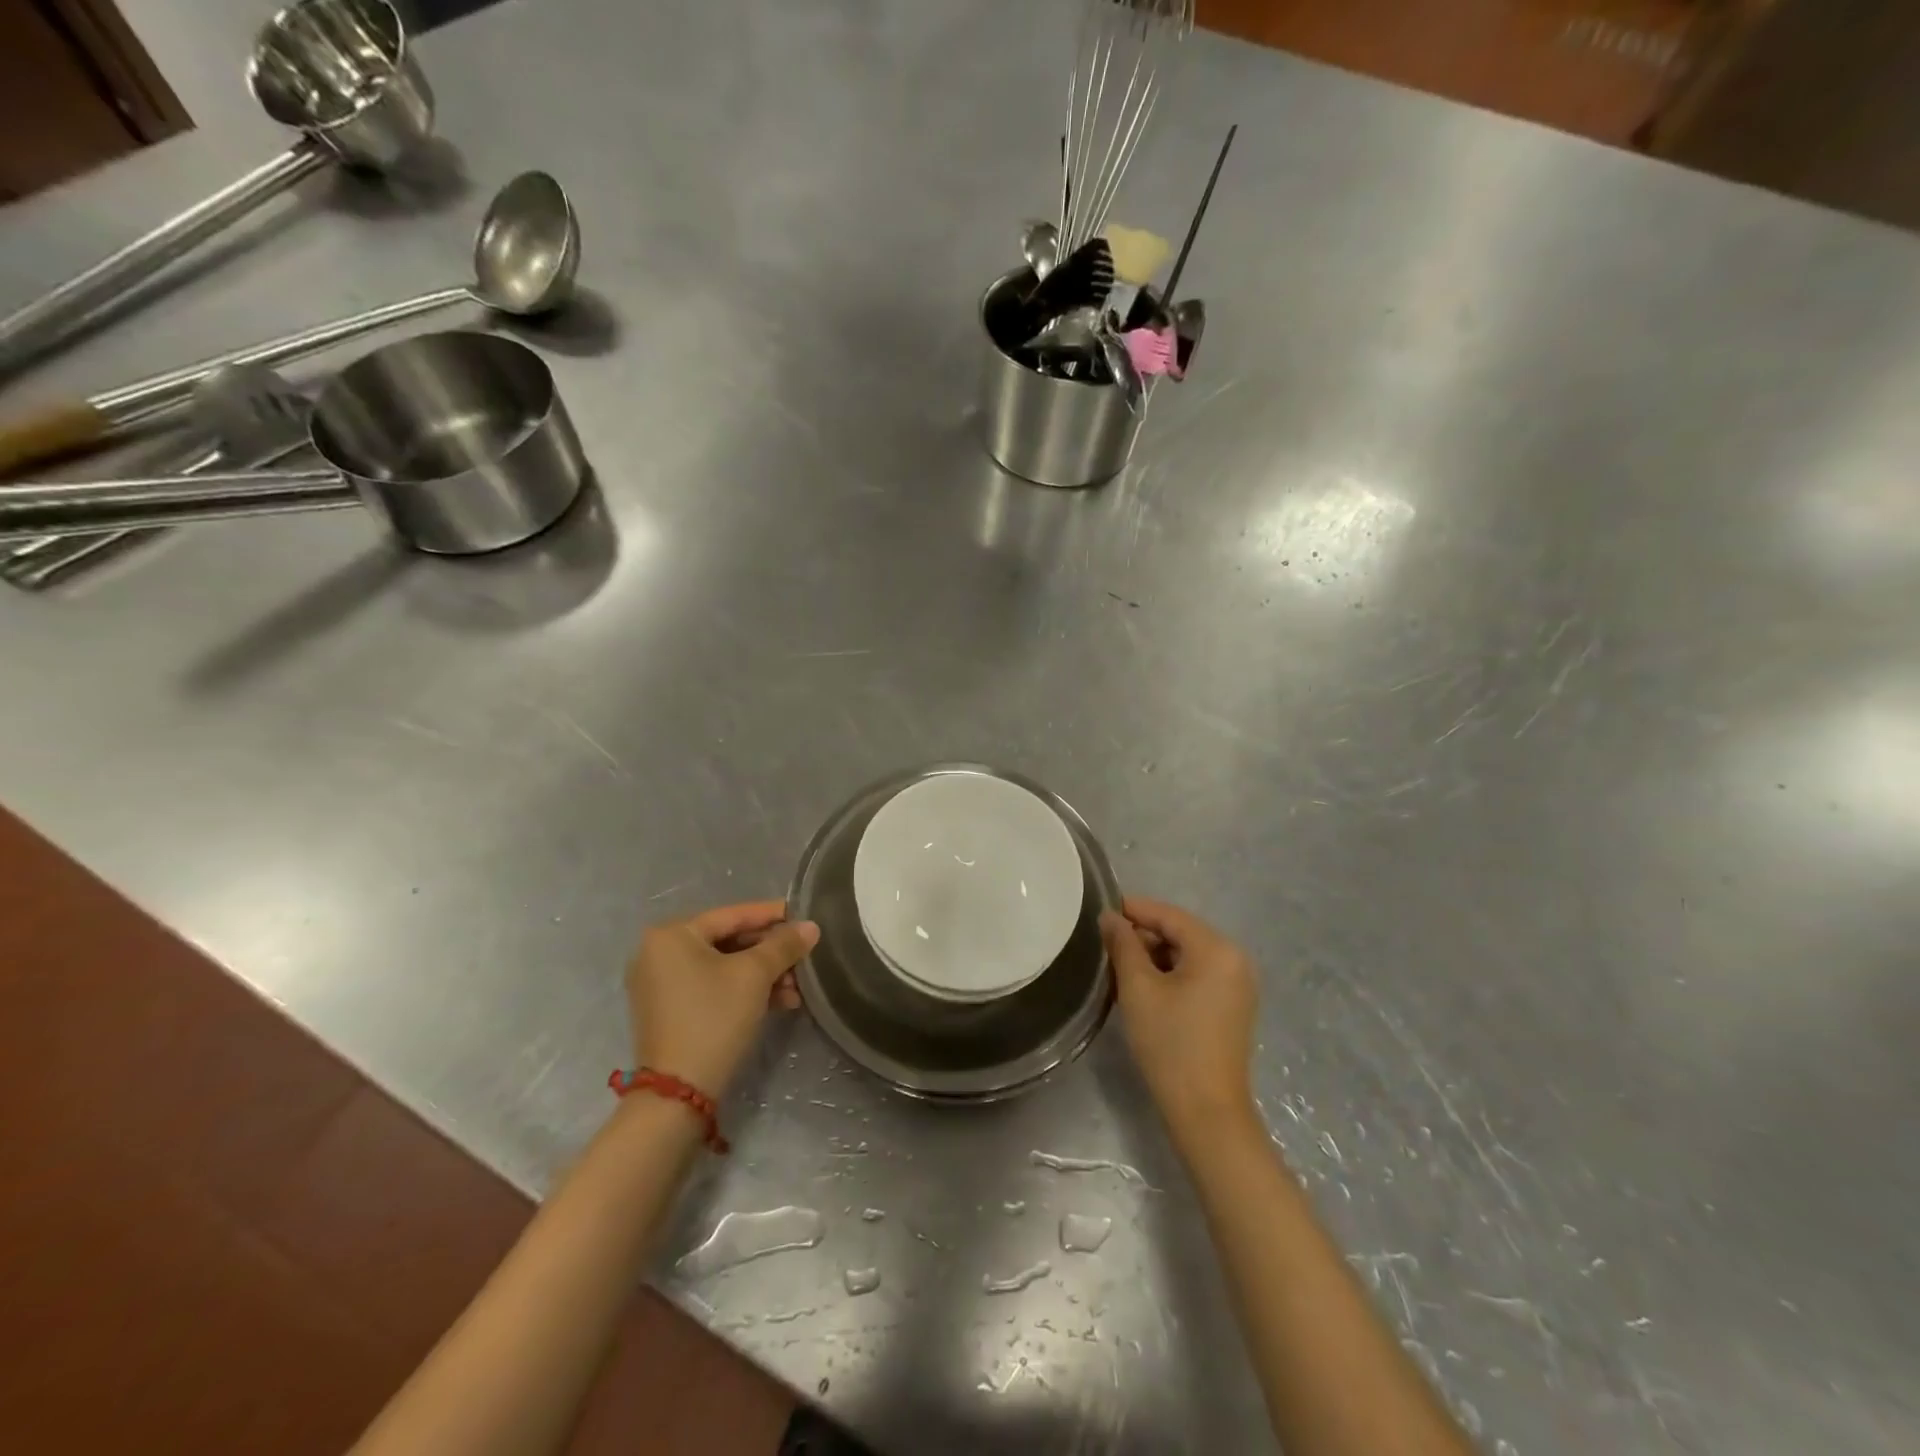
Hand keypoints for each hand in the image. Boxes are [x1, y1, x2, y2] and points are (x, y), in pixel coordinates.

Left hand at [625, 900, 818, 1097]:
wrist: (679, 1093)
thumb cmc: (714, 1017)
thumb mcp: (755, 975)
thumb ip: (784, 945)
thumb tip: (811, 926)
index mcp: (672, 934)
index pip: (733, 915)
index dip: (773, 915)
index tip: (804, 916)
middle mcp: (659, 953)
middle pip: (729, 941)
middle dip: (771, 953)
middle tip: (804, 958)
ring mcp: (661, 984)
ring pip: (725, 967)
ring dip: (764, 975)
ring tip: (797, 989)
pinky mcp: (670, 1011)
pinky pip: (713, 987)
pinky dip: (744, 991)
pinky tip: (780, 1002)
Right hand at [1101, 897, 1258, 1136]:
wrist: (1206, 1111)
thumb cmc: (1170, 1043)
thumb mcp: (1138, 988)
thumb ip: (1123, 944)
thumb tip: (1110, 917)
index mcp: (1217, 949)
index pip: (1170, 915)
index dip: (1134, 910)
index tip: (1102, 911)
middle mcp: (1235, 960)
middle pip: (1181, 933)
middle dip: (1143, 936)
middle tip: (1106, 945)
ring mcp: (1238, 985)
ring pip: (1188, 955)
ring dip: (1154, 957)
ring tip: (1119, 968)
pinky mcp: (1233, 1007)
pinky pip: (1198, 975)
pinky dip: (1171, 975)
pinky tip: (1144, 989)